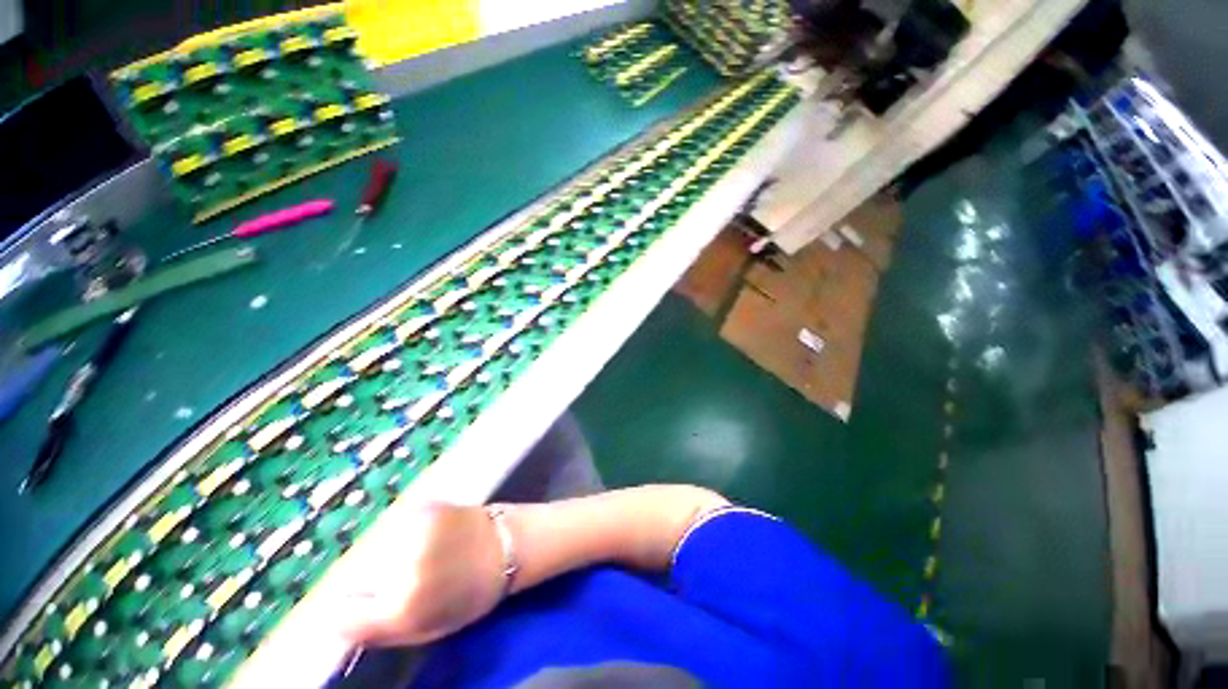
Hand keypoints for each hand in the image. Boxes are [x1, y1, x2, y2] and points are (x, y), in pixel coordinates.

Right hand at [326, 502, 506, 646]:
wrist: (507, 543)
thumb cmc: (472, 594)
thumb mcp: (427, 630)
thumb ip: (379, 632)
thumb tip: (338, 625)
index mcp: (402, 606)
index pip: (341, 616)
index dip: (351, 614)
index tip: (362, 611)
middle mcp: (400, 566)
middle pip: (353, 579)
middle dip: (367, 584)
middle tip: (395, 584)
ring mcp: (411, 531)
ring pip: (368, 550)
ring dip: (380, 557)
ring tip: (413, 557)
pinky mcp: (421, 506)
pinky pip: (389, 527)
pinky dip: (396, 535)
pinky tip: (421, 538)